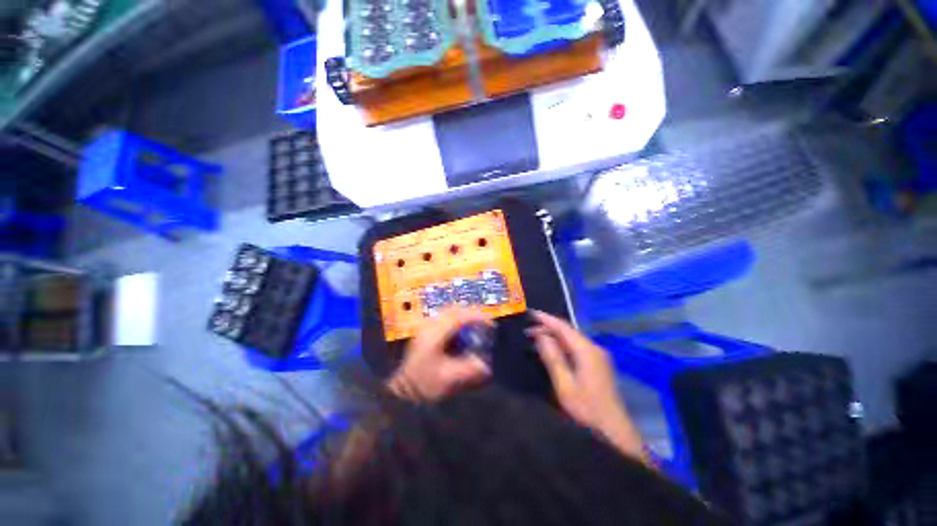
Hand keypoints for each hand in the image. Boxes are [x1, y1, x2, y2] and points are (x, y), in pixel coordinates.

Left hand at [388, 307, 492, 400]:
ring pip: (450, 311)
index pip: (459, 317)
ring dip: (465, 315)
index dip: (477, 317)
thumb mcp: (448, 378)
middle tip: (486, 323)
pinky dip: (458, 320)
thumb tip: (486, 365)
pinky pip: (446, 317)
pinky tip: (463, 330)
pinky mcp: (426, 330)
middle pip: (454, 309)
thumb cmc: (423, 384)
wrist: (403, 389)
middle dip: (472, 313)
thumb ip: (468, 369)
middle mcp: (430, 325)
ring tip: (477, 325)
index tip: (491, 324)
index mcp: (434, 334)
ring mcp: (426, 326)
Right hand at [528, 310, 646, 462]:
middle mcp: (594, 348)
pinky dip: (561, 345)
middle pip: (568, 331)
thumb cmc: (587, 410)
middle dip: (547, 328)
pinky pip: (576, 347)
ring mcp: (598, 356)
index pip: (563, 327)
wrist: (614, 433)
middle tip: (527, 331)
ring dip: (554, 336)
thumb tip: (540, 335)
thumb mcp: (565, 385)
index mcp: (587, 351)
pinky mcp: (597, 364)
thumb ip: (552, 358)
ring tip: (534, 338)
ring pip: (572, 339)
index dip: (545, 319)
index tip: (529, 313)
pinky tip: (551, 350)